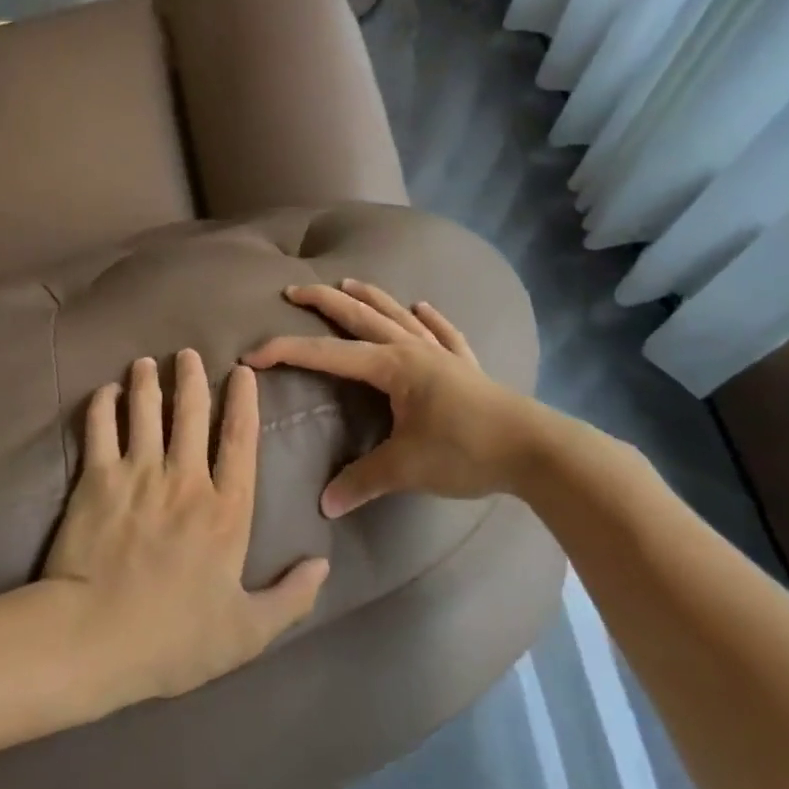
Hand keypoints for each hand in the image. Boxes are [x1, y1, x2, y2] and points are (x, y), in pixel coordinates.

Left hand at [43, 350, 330, 701]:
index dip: (243, 401)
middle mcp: (185, 478)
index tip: (242, 372)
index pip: (241, 439)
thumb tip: (324, 564)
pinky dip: (103, 405)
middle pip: (191, 412)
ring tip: (146, 362)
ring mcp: (138, 473)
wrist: (95, 638)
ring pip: (145, 410)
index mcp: (226, 509)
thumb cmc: (174, 640)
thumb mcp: (247, 633)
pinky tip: (106, 392)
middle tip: (187, 353)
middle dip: (191, 376)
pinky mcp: (96, 479)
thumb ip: (291, 598)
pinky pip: (100, 428)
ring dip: (147, 381)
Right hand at [246, 279, 569, 515]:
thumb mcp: (406, 468)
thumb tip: (325, 504)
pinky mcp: (467, 367)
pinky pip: (445, 334)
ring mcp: (442, 354)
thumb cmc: (465, 451)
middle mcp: (413, 350)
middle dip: (324, 302)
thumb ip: (363, 481)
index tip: (253, 354)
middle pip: (360, 318)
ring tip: (348, 283)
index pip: (328, 355)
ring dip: (371, 298)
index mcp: (392, 366)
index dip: (287, 352)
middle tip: (294, 291)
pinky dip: (432, 319)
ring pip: (399, 317)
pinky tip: (424, 307)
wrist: (536, 451)